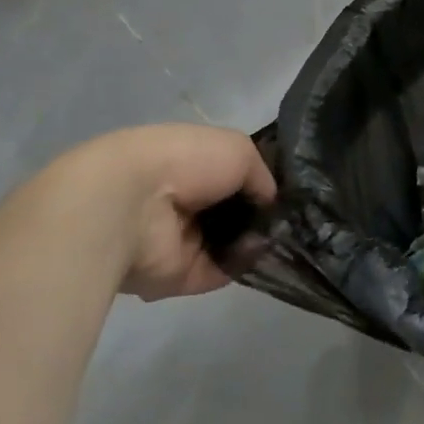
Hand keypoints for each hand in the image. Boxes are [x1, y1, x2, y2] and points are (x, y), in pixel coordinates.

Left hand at [53, 125, 276, 300]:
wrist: (132, 205)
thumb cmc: (185, 162)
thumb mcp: (238, 149)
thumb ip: (261, 174)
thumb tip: (270, 201)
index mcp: (189, 164)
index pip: (231, 176)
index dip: (259, 183)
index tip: (288, 193)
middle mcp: (183, 201)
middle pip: (232, 212)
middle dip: (261, 216)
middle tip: (291, 220)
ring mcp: (179, 239)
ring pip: (230, 244)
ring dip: (255, 241)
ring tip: (282, 238)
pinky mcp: (177, 275)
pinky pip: (220, 271)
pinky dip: (242, 264)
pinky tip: (262, 254)